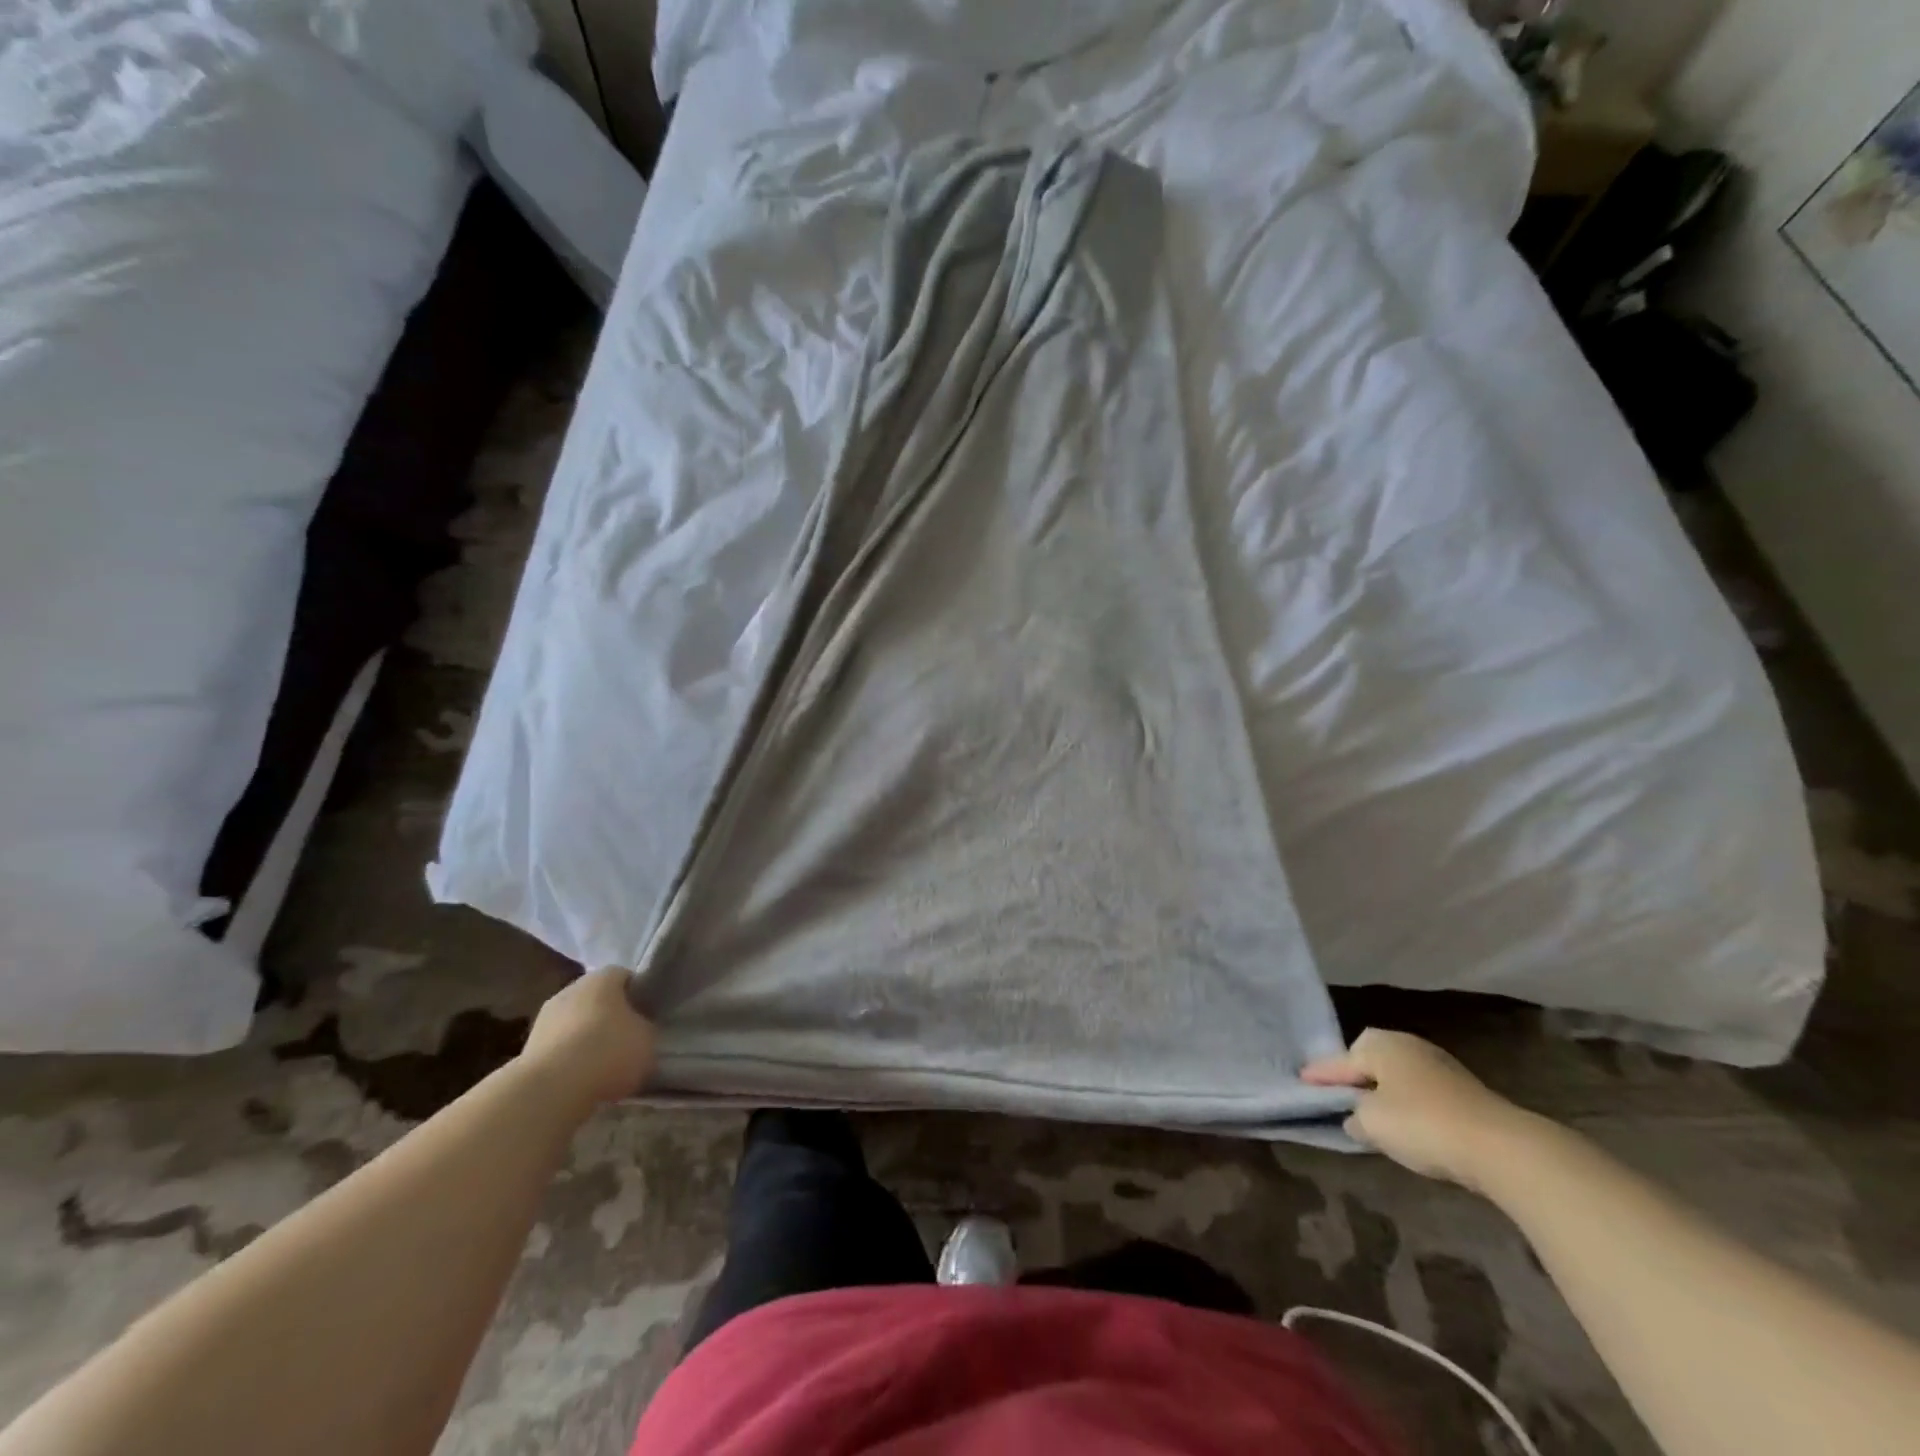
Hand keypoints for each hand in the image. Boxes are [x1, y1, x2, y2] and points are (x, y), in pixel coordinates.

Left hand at [519, 966, 656, 1108]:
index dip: (638, 995)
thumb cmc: (609, 1051)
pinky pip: (559, 1049)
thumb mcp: (648, 1039)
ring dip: (587, 1040)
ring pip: (575, 1024)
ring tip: (604, 1066)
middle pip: (597, 999)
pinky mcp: (528, 1050)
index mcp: (604, 977)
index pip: (626, 977)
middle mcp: (572, 989)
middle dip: (610, 1017)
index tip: (648, 1016)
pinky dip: (569, 1061)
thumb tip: (639, 1030)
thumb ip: (645, 1028)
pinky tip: (582, 1081)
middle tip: (627, 1040)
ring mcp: (545, 1018)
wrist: (551, 1089)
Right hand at [1302, 1029, 1538, 1190]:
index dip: (1320, 1075)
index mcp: (1381, 1045)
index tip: (1301, 1081)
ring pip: (1398, 1075)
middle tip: (1340, 1095)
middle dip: (1355, 1074)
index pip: (1340, 1060)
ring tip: (1373, 1114)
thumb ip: (1356, 1117)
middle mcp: (1409, 1046)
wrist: (1502, 1148)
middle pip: (1371, 1058)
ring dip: (1384, 1091)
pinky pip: (1421, 1092)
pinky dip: (1408, 1103)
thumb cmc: (1422, 1125)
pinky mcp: (1464, 1091)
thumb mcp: (1373, 1124)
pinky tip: (1408, 1125)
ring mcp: (1440, 1066)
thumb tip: (1356, 1118)